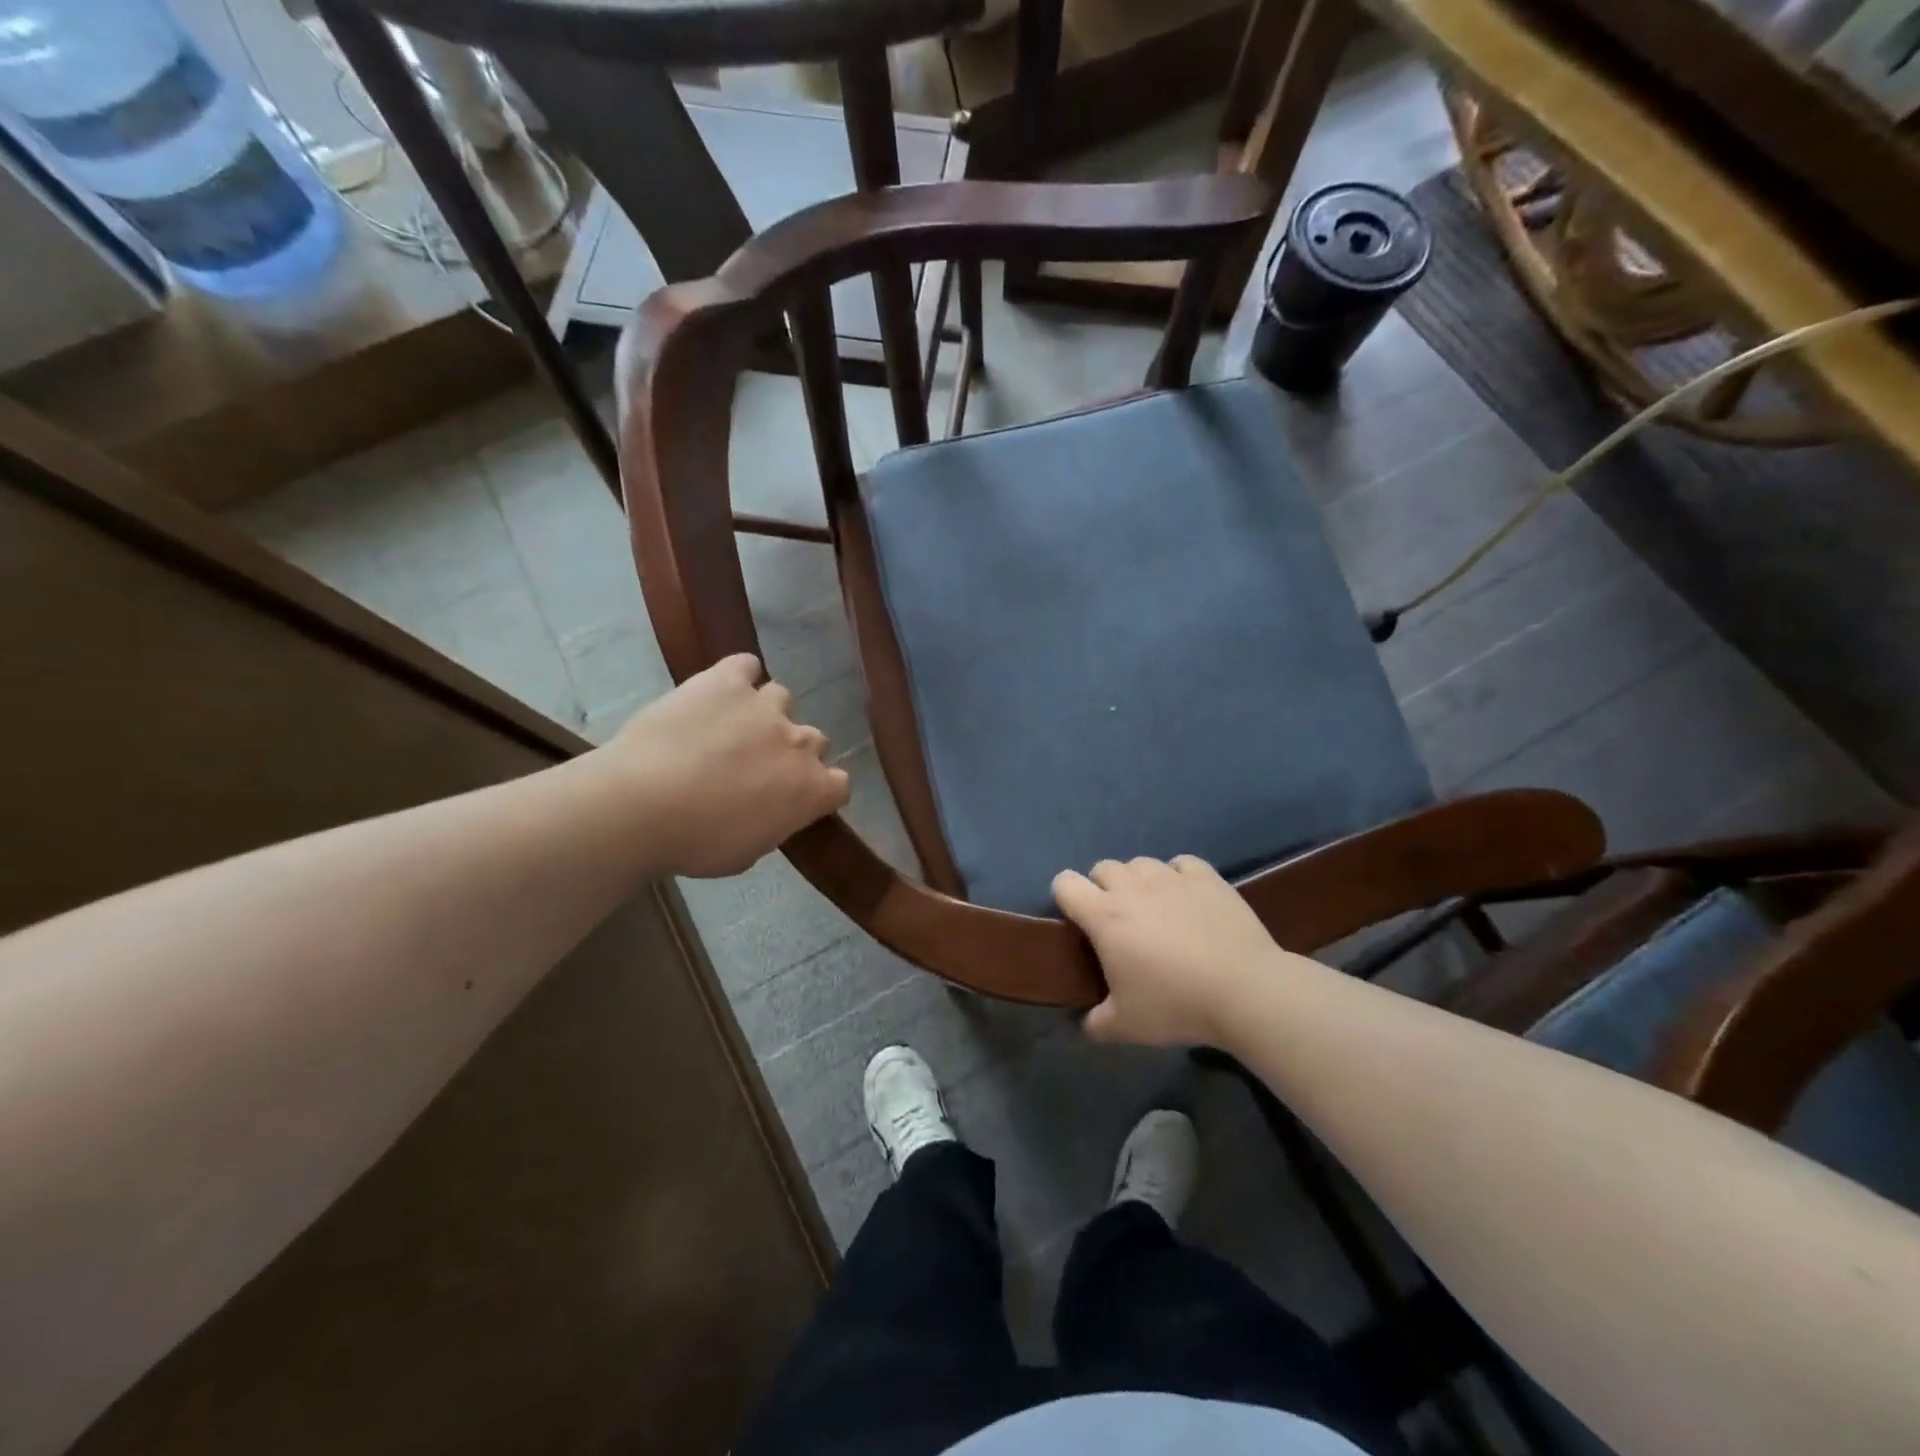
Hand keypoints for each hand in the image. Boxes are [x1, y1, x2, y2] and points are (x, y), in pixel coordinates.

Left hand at [609, 654, 850, 877]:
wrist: (642, 805)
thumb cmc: (696, 843)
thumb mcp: (748, 852)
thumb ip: (773, 823)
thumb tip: (770, 810)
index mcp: (811, 790)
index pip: (840, 784)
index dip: (819, 789)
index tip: (794, 797)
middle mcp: (799, 743)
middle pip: (813, 740)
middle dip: (790, 752)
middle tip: (755, 767)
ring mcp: (765, 706)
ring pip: (781, 699)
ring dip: (764, 714)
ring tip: (731, 728)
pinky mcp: (727, 681)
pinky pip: (745, 666)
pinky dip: (738, 676)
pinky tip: (720, 691)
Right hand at [1052, 856, 1292, 1046]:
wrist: (1245, 991)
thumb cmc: (1177, 1005)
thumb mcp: (1126, 1026)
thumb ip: (1096, 1023)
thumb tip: (1087, 1023)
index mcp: (1104, 916)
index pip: (1065, 883)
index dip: (1065, 897)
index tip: (1077, 921)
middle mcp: (1132, 887)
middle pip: (1103, 868)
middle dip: (1103, 888)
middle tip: (1118, 921)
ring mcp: (1171, 878)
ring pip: (1140, 863)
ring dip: (1138, 880)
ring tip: (1154, 908)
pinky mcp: (1206, 877)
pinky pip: (1180, 863)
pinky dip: (1177, 876)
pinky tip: (1186, 898)